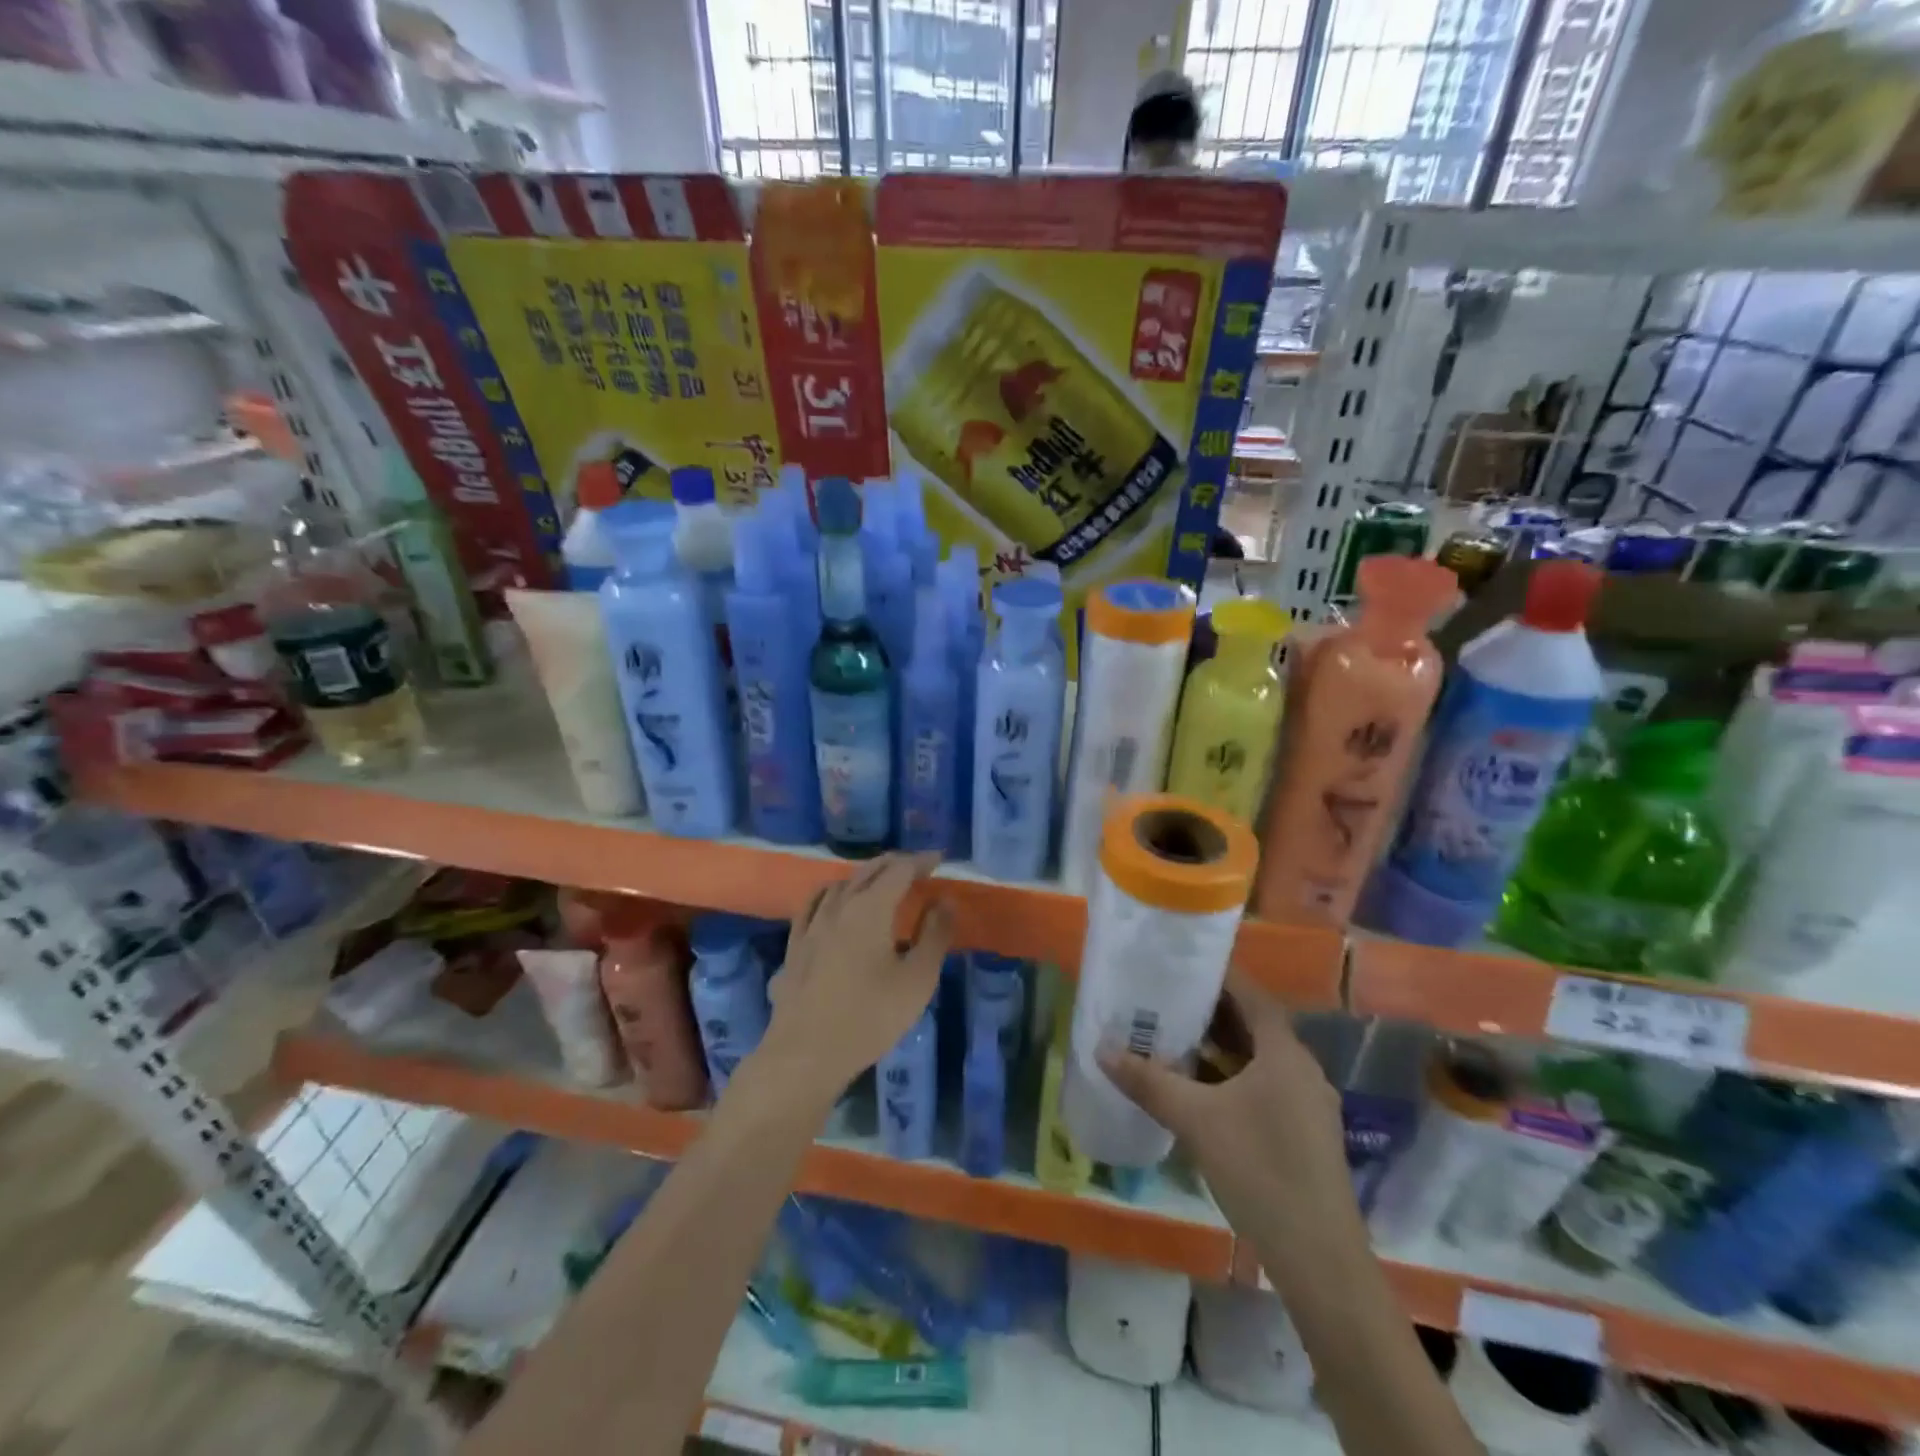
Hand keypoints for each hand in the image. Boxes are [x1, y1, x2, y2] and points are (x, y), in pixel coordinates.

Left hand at [754, 851, 952, 1112]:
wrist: (805, 1054)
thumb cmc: (870, 1017)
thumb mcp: (917, 980)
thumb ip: (934, 935)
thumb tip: (944, 900)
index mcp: (870, 908)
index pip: (899, 870)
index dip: (921, 861)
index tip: (939, 859)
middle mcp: (838, 906)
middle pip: (867, 871)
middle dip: (894, 864)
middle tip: (916, 867)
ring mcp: (811, 925)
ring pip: (839, 884)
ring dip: (864, 876)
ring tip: (880, 881)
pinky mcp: (795, 946)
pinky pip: (813, 905)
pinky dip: (831, 893)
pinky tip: (832, 901)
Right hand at [1098, 971, 1351, 1235]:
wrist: (1319, 1259)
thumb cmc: (1259, 1170)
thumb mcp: (1196, 1120)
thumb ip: (1149, 1081)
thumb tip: (1102, 1049)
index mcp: (1285, 1053)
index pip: (1251, 995)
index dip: (1218, 977)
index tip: (1180, 966)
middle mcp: (1302, 1070)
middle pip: (1254, 1025)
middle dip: (1211, 1013)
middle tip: (1166, 1002)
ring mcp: (1307, 1104)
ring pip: (1259, 1059)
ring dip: (1221, 1048)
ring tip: (1174, 1040)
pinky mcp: (1305, 1134)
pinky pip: (1265, 1086)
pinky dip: (1233, 1077)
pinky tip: (1200, 1092)